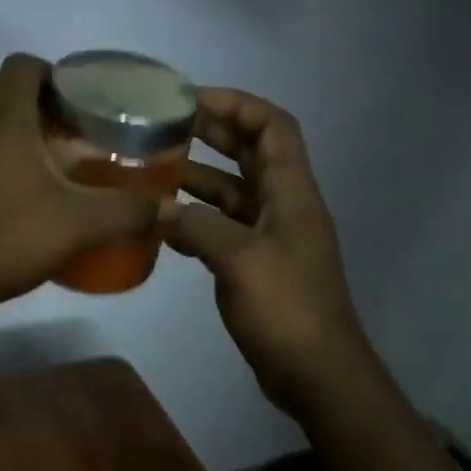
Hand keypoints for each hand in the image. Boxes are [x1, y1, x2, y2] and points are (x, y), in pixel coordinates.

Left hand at [0, 55, 158, 318]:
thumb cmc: (1, 237)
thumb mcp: (76, 226)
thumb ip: (126, 211)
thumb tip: (170, 207)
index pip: (24, 64)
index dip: (54, 75)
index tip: (78, 105)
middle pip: (1, 95)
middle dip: (36, 111)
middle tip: (68, 142)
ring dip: (6, 139)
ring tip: (37, 173)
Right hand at [161, 89, 374, 418]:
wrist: (315, 372)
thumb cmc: (286, 308)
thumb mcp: (239, 259)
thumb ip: (197, 226)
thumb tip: (157, 208)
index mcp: (291, 193)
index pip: (272, 128)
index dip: (238, 105)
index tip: (193, 98)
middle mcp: (284, 206)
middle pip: (251, 154)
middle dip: (214, 133)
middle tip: (166, 125)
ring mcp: (271, 237)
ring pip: (234, 191)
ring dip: (200, 175)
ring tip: (154, 168)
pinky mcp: (256, 265)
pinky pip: (224, 227)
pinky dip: (196, 217)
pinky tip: (163, 221)